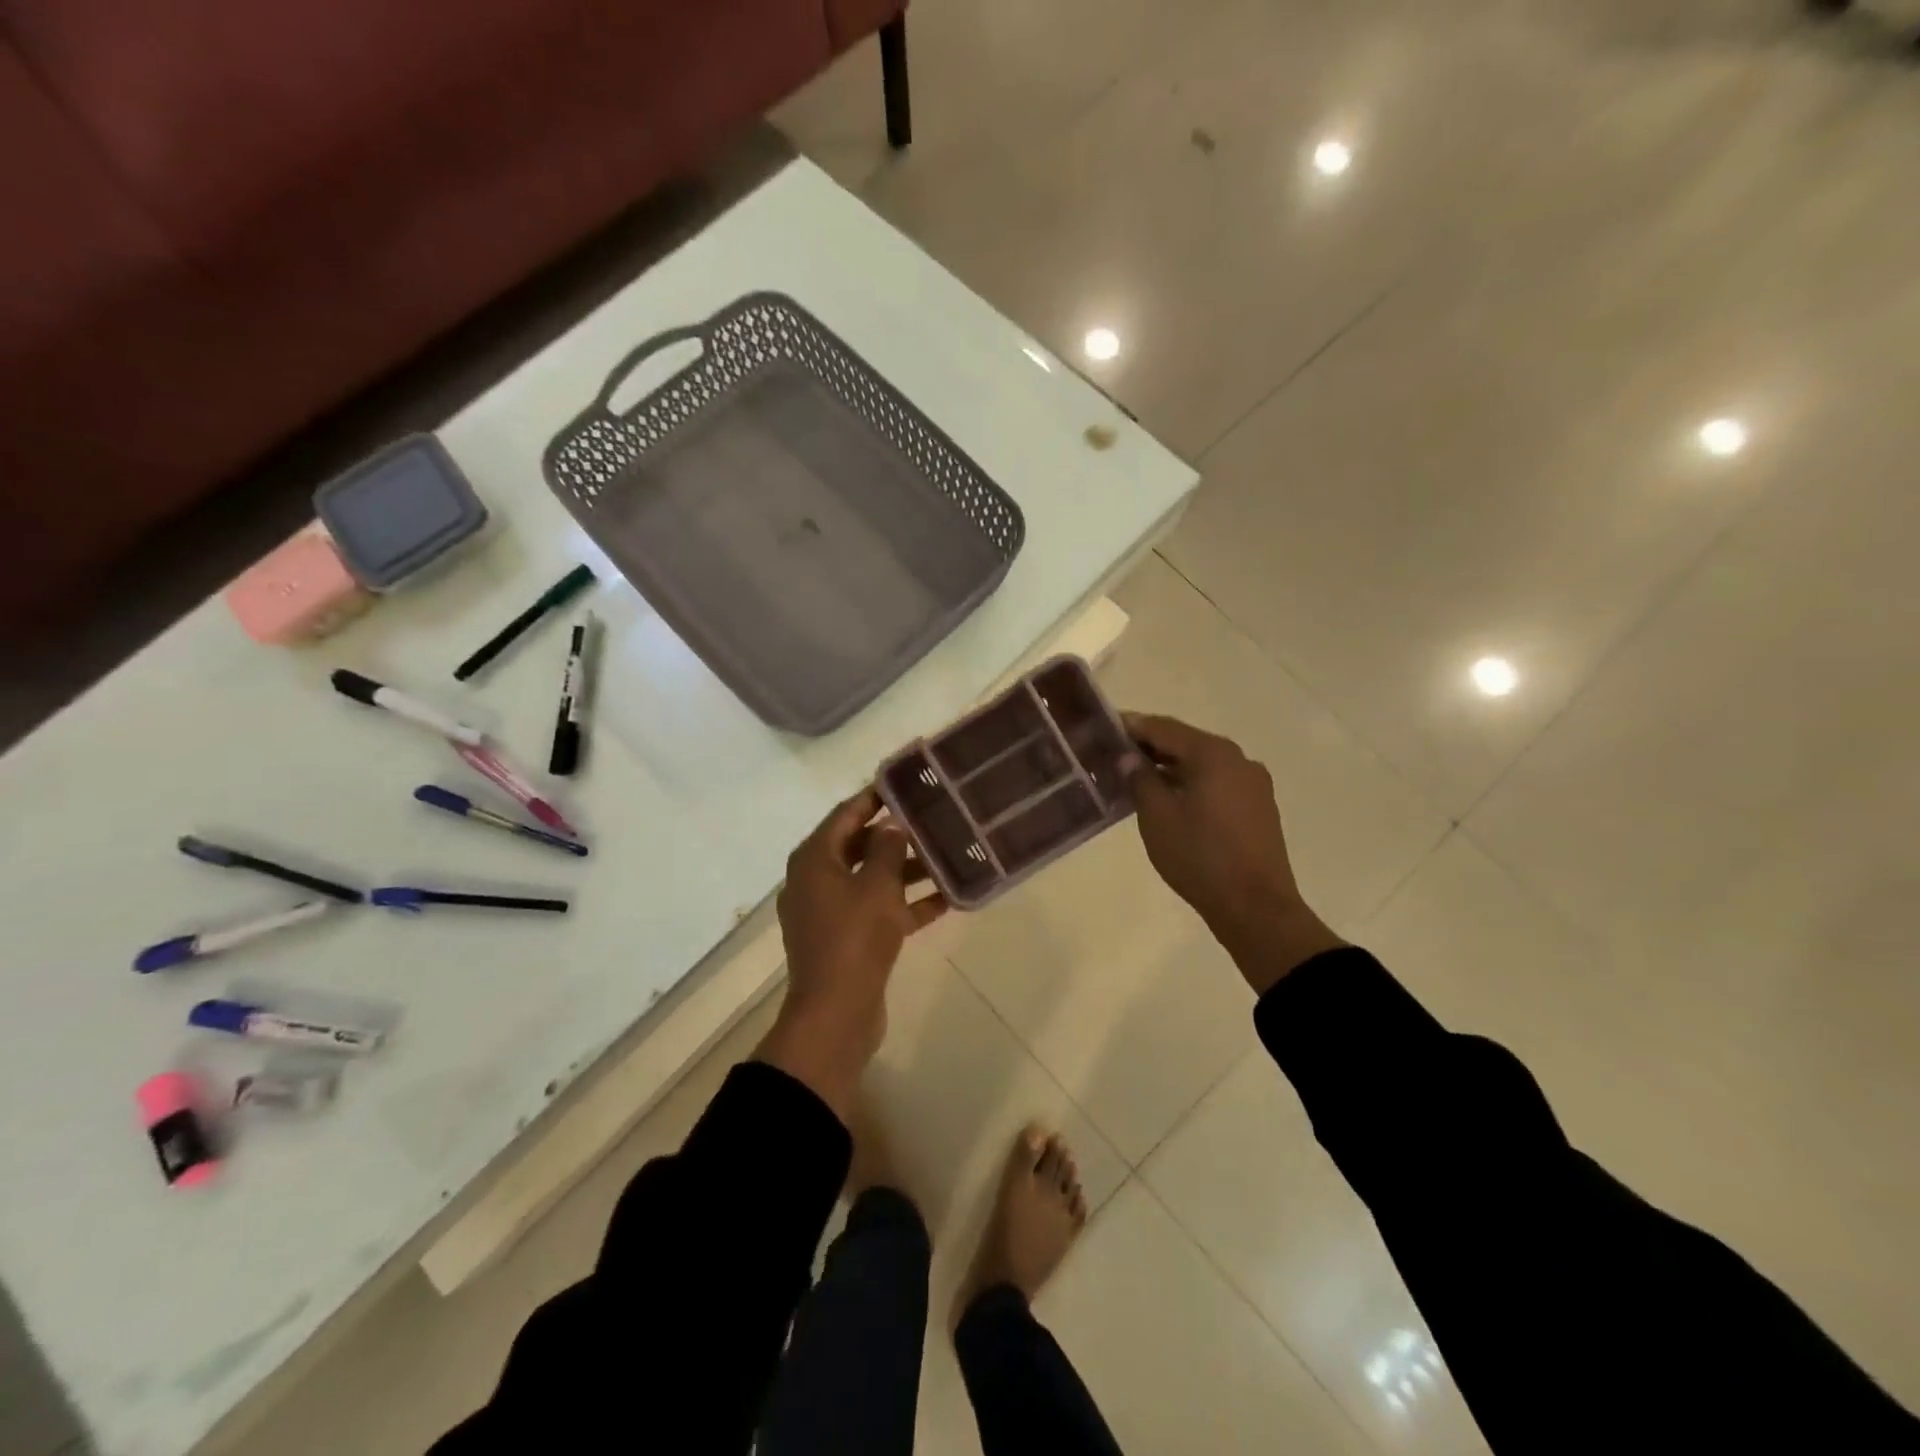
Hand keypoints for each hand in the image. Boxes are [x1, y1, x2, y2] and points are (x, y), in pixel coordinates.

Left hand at [757, 787, 946, 1117]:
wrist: (836, 1015)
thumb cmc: (853, 939)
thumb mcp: (877, 887)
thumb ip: (888, 850)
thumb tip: (892, 825)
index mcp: (814, 860)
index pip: (845, 814)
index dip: (875, 797)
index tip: (906, 784)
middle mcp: (816, 880)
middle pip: (859, 846)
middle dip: (896, 836)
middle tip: (933, 819)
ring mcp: (830, 912)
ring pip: (871, 879)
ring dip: (905, 871)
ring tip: (946, 856)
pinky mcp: (846, 939)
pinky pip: (877, 910)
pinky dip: (905, 904)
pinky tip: (946, 899)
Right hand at [1123, 713, 1342, 992]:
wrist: (1255, 907)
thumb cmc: (1199, 856)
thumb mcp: (1157, 816)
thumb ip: (1140, 779)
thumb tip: (1130, 757)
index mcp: (1213, 754)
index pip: (1164, 728)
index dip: (1132, 726)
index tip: (1105, 728)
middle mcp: (1238, 759)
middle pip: (1186, 743)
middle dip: (1151, 748)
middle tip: (1116, 755)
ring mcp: (1253, 784)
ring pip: (1202, 765)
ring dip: (1170, 768)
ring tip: (1137, 780)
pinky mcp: (1258, 808)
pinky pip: (1217, 784)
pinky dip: (1190, 785)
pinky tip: (1169, 801)